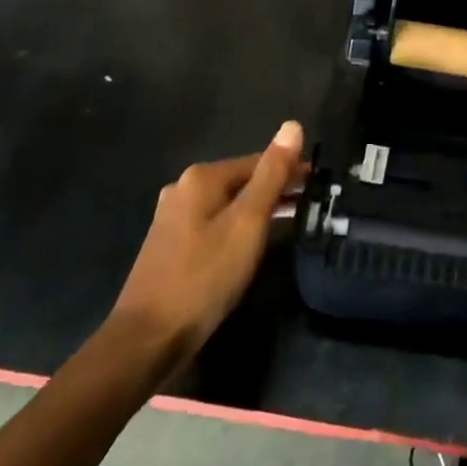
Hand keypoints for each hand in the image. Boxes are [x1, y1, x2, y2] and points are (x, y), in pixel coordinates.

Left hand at [108, 121, 304, 356]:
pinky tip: (252, 245)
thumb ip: (272, 174)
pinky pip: (214, 224)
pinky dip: (238, 227)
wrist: (147, 339)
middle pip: (242, 181)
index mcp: (201, 178)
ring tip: (291, 223)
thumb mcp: (247, 223)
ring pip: (228, 204)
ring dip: (258, 209)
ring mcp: (173, 219)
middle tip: (311, 205)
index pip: (258, 161)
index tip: (319, 185)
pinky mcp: (170, 246)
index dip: (290, 170)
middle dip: (275, 189)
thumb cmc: (204, 276)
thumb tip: (293, 125)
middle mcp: (183, 189)